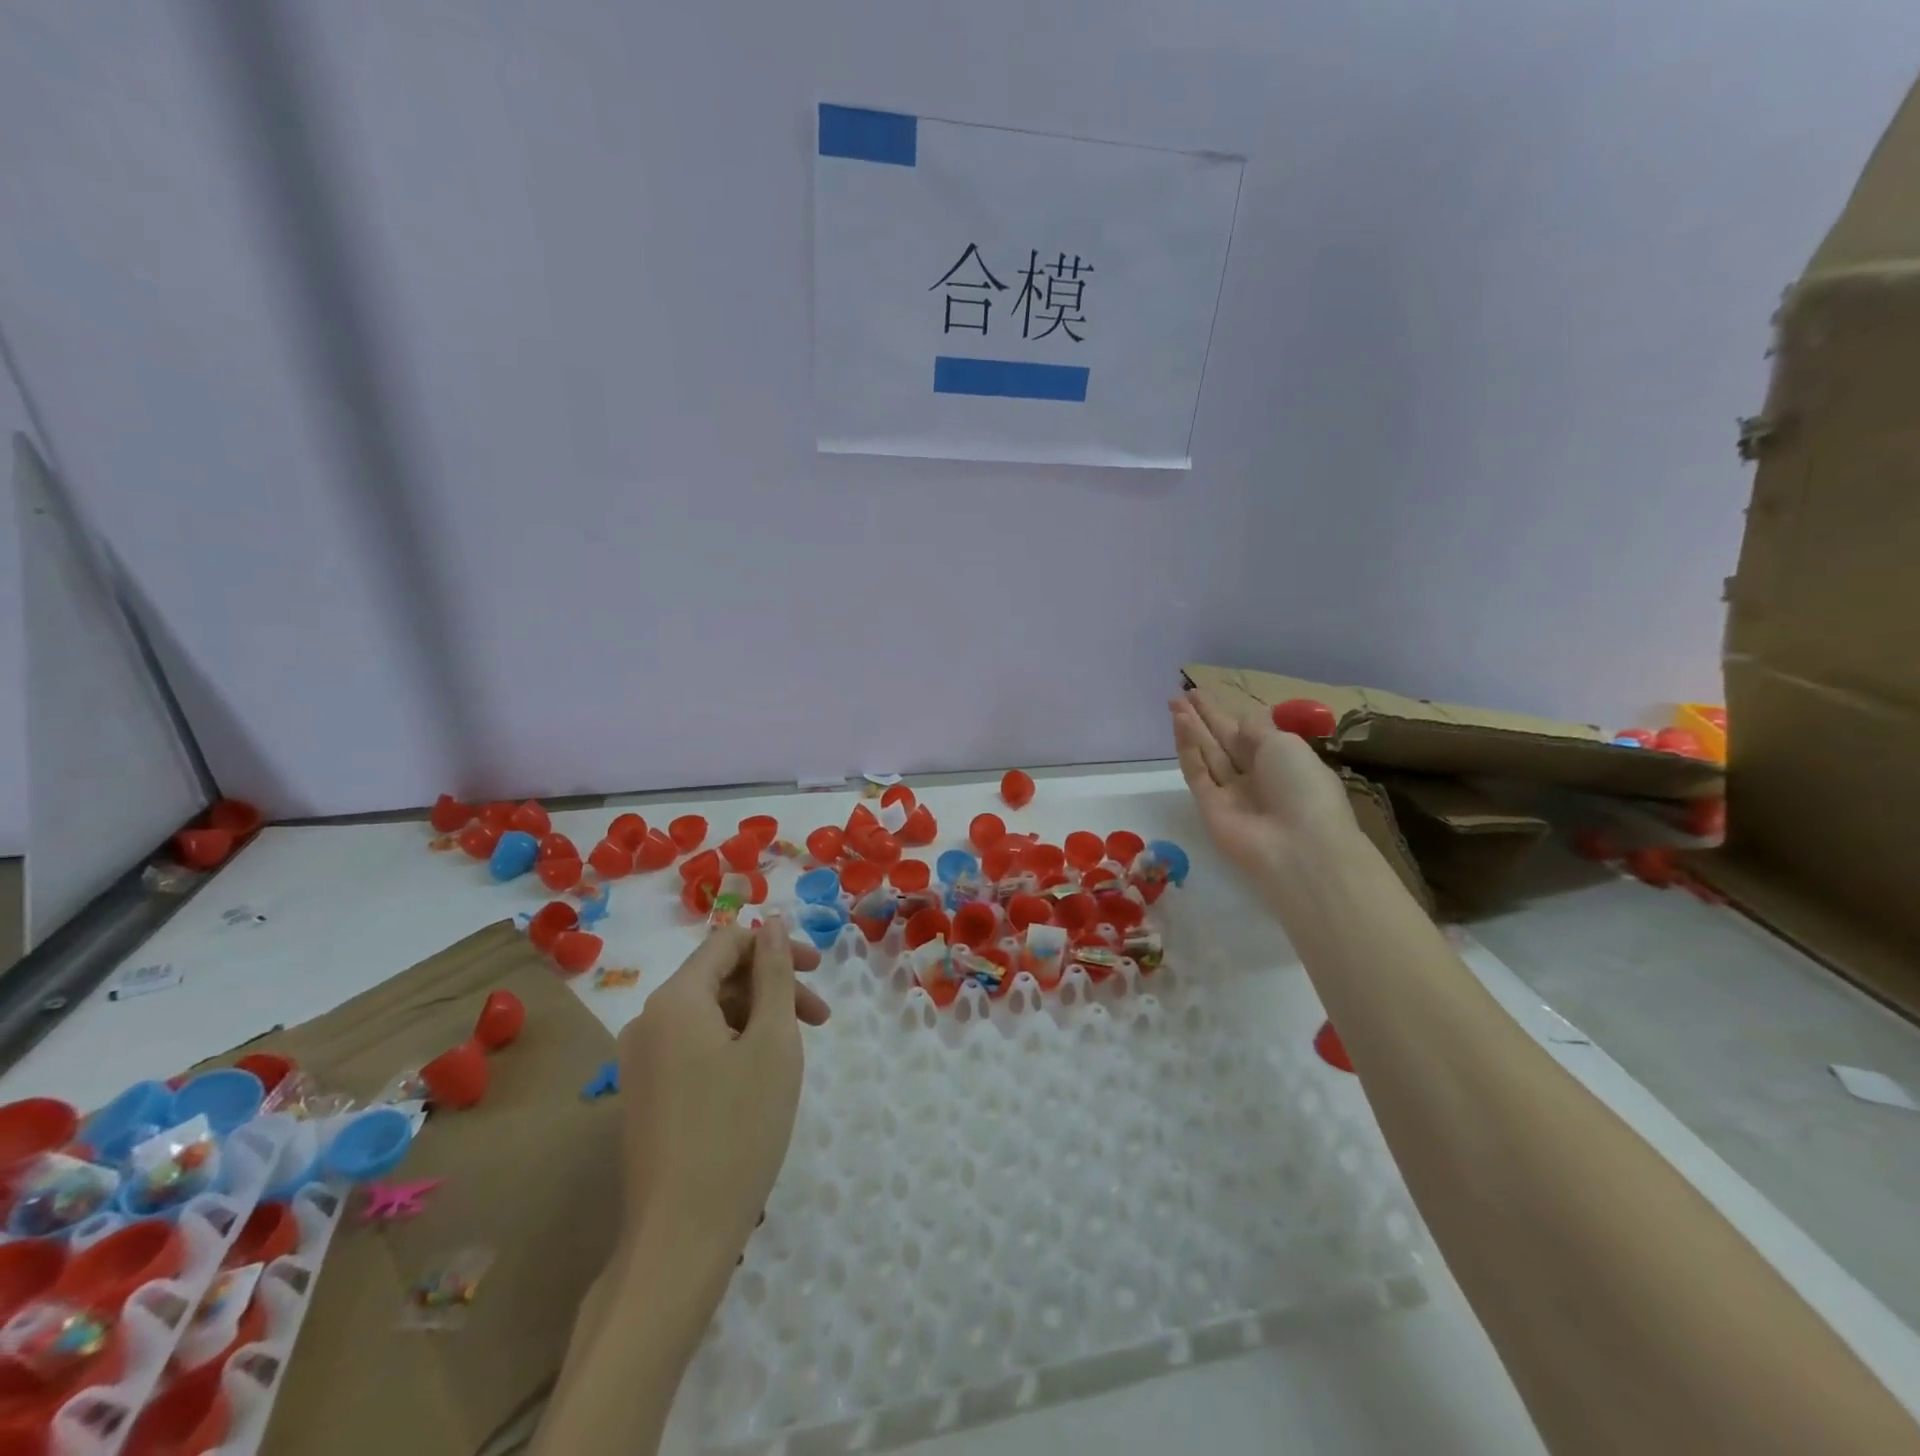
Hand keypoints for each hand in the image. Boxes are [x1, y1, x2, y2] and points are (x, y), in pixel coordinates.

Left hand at [616, 916, 830, 1263]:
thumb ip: (774, 975)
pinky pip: (692, 1047)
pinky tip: (759, 1080)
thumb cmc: (738, 1129)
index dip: (775, 948)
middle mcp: (648, 1021)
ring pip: (708, 1016)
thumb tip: (769, 923)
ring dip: (756, 1020)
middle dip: (772, 988)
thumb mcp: (773, 1042)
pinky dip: (732, 1047)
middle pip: (718, 979)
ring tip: (795, 1055)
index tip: (818, 973)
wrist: (680, 1237)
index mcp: (675, 1000)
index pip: (727, 943)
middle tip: (819, 1020)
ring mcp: (640, 1062)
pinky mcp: (644, 1096)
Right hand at [1170, 691, 1356, 884]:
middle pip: (1222, 742)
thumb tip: (1239, 721)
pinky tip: (1180, 725)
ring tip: (1173, 704)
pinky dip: (1188, 749)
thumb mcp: (1286, 745)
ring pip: (1207, 754)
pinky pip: (1197, 772)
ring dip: (1191, 729)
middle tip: (1179, 696)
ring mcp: (1230, 792)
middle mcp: (1255, 775)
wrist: (1299, 846)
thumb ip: (1256, 730)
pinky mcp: (1208, 807)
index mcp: (1281, 760)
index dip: (1224, 713)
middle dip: (1202, 719)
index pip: (1246, 732)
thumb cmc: (1303, 787)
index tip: (1201, 693)